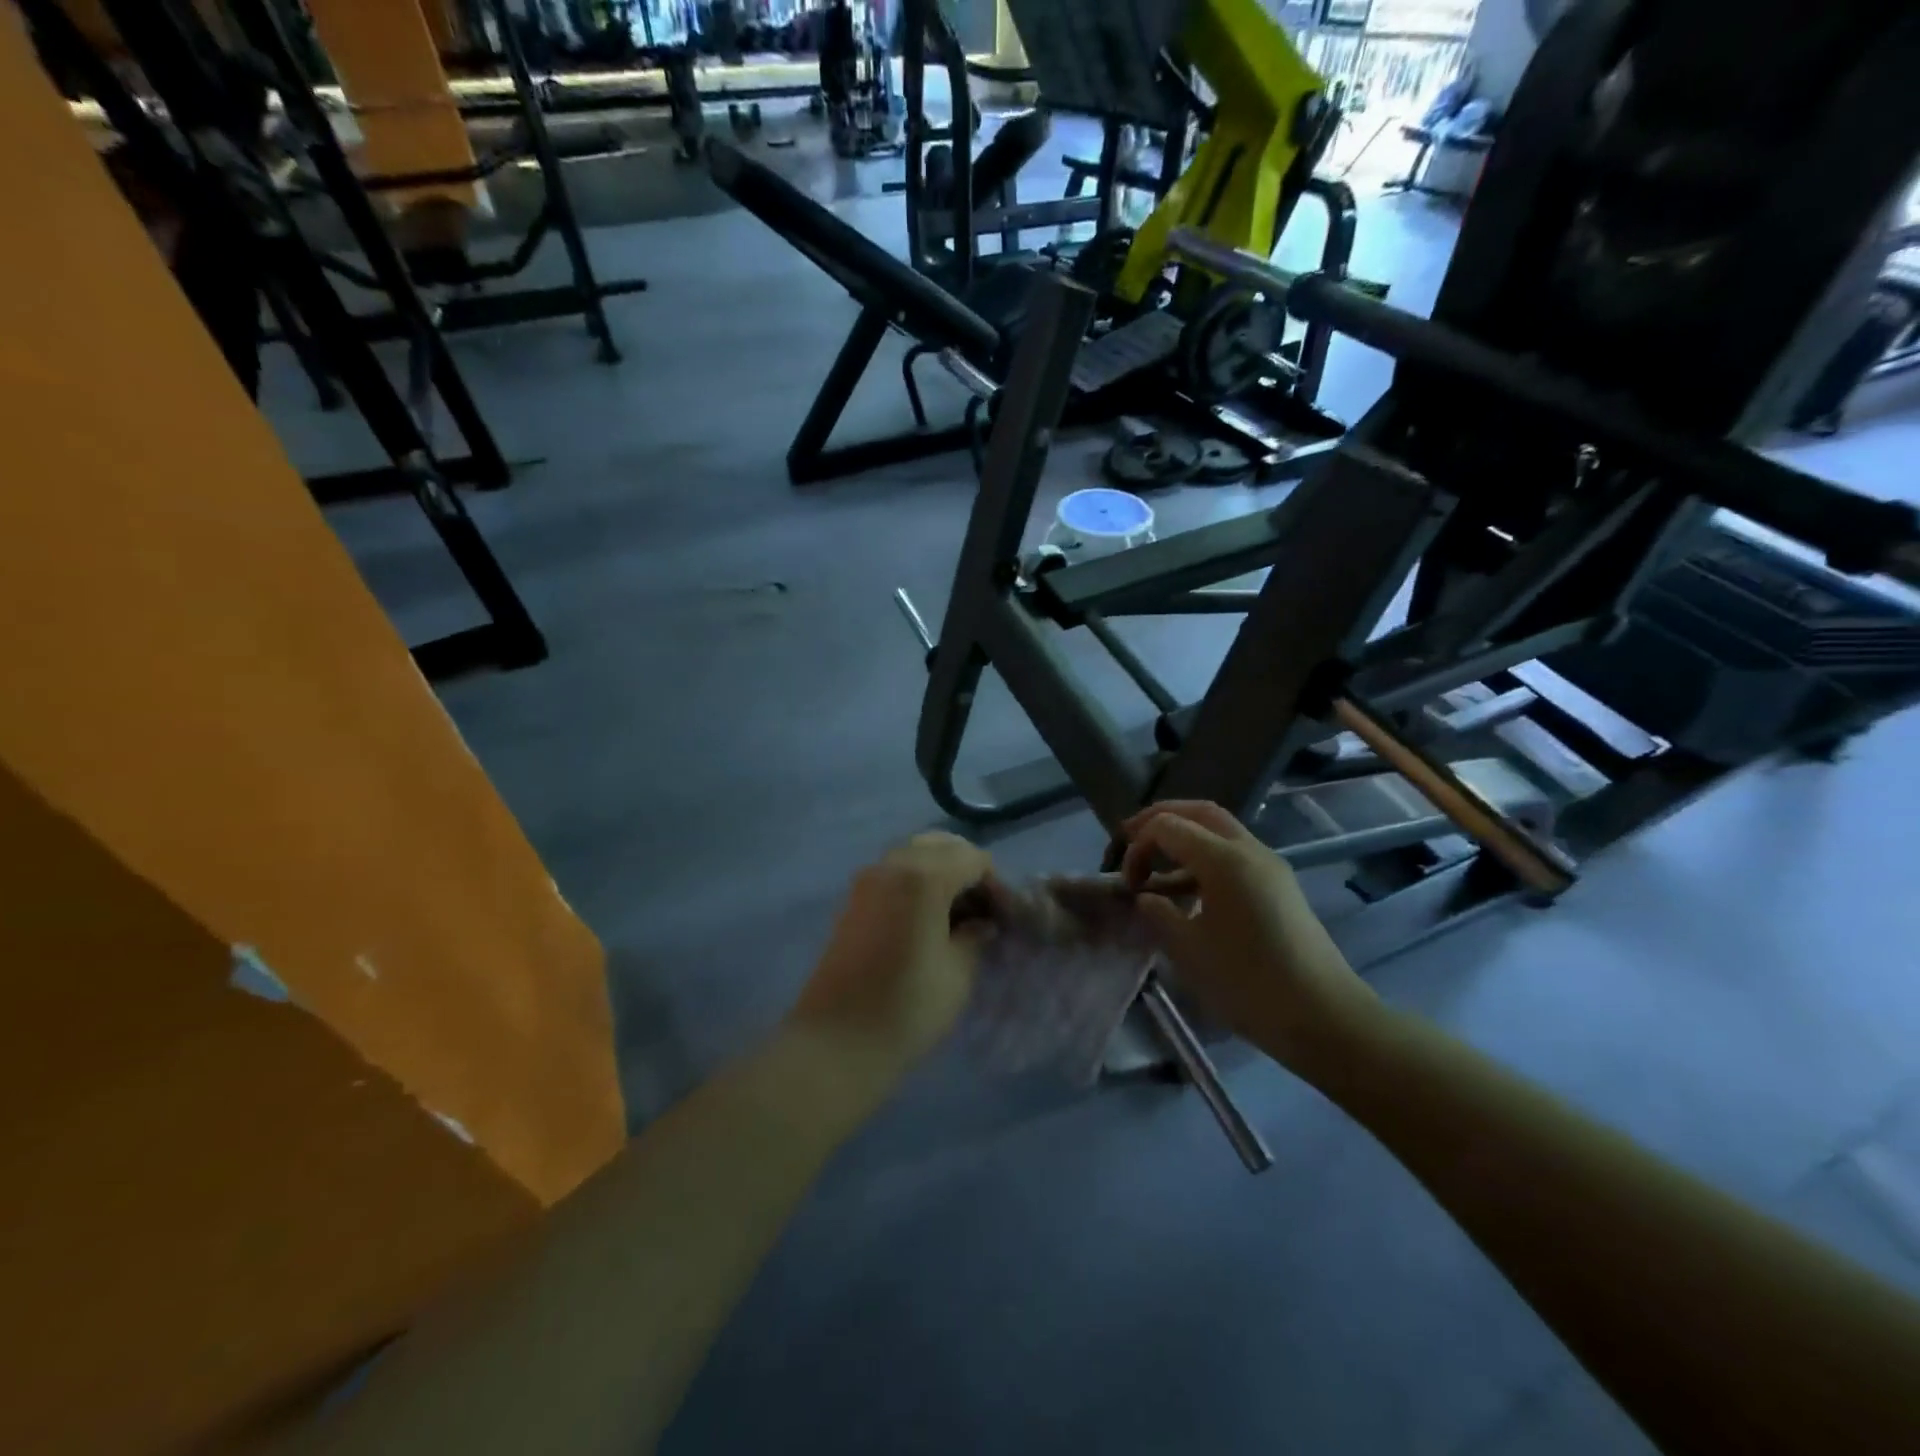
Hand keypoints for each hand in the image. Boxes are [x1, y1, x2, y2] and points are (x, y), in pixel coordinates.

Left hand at [790, 833, 994, 1075]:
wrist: (836, 1042)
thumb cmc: (907, 1008)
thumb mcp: (958, 973)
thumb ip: (975, 936)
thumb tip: (982, 924)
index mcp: (923, 876)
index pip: (973, 858)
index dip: (995, 885)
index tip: (1005, 918)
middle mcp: (893, 864)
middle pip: (941, 845)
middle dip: (968, 870)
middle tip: (983, 910)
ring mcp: (868, 879)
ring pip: (915, 854)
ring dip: (941, 873)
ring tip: (957, 916)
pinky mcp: (853, 899)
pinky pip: (894, 872)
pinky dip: (917, 882)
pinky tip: (928, 919)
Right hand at [1120, 801, 1378, 1077]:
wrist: (1324, 1017)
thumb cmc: (1249, 983)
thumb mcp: (1188, 950)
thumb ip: (1159, 913)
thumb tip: (1148, 898)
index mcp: (1224, 859)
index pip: (1168, 826)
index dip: (1137, 846)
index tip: (1128, 883)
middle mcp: (1249, 850)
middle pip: (1198, 811)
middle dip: (1160, 819)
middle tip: (1131, 841)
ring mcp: (1269, 866)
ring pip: (1219, 830)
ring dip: (1184, 837)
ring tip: (1156, 868)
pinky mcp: (1278, 886)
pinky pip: (1234, 853)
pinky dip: (1205, 857)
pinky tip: (1188, 890)